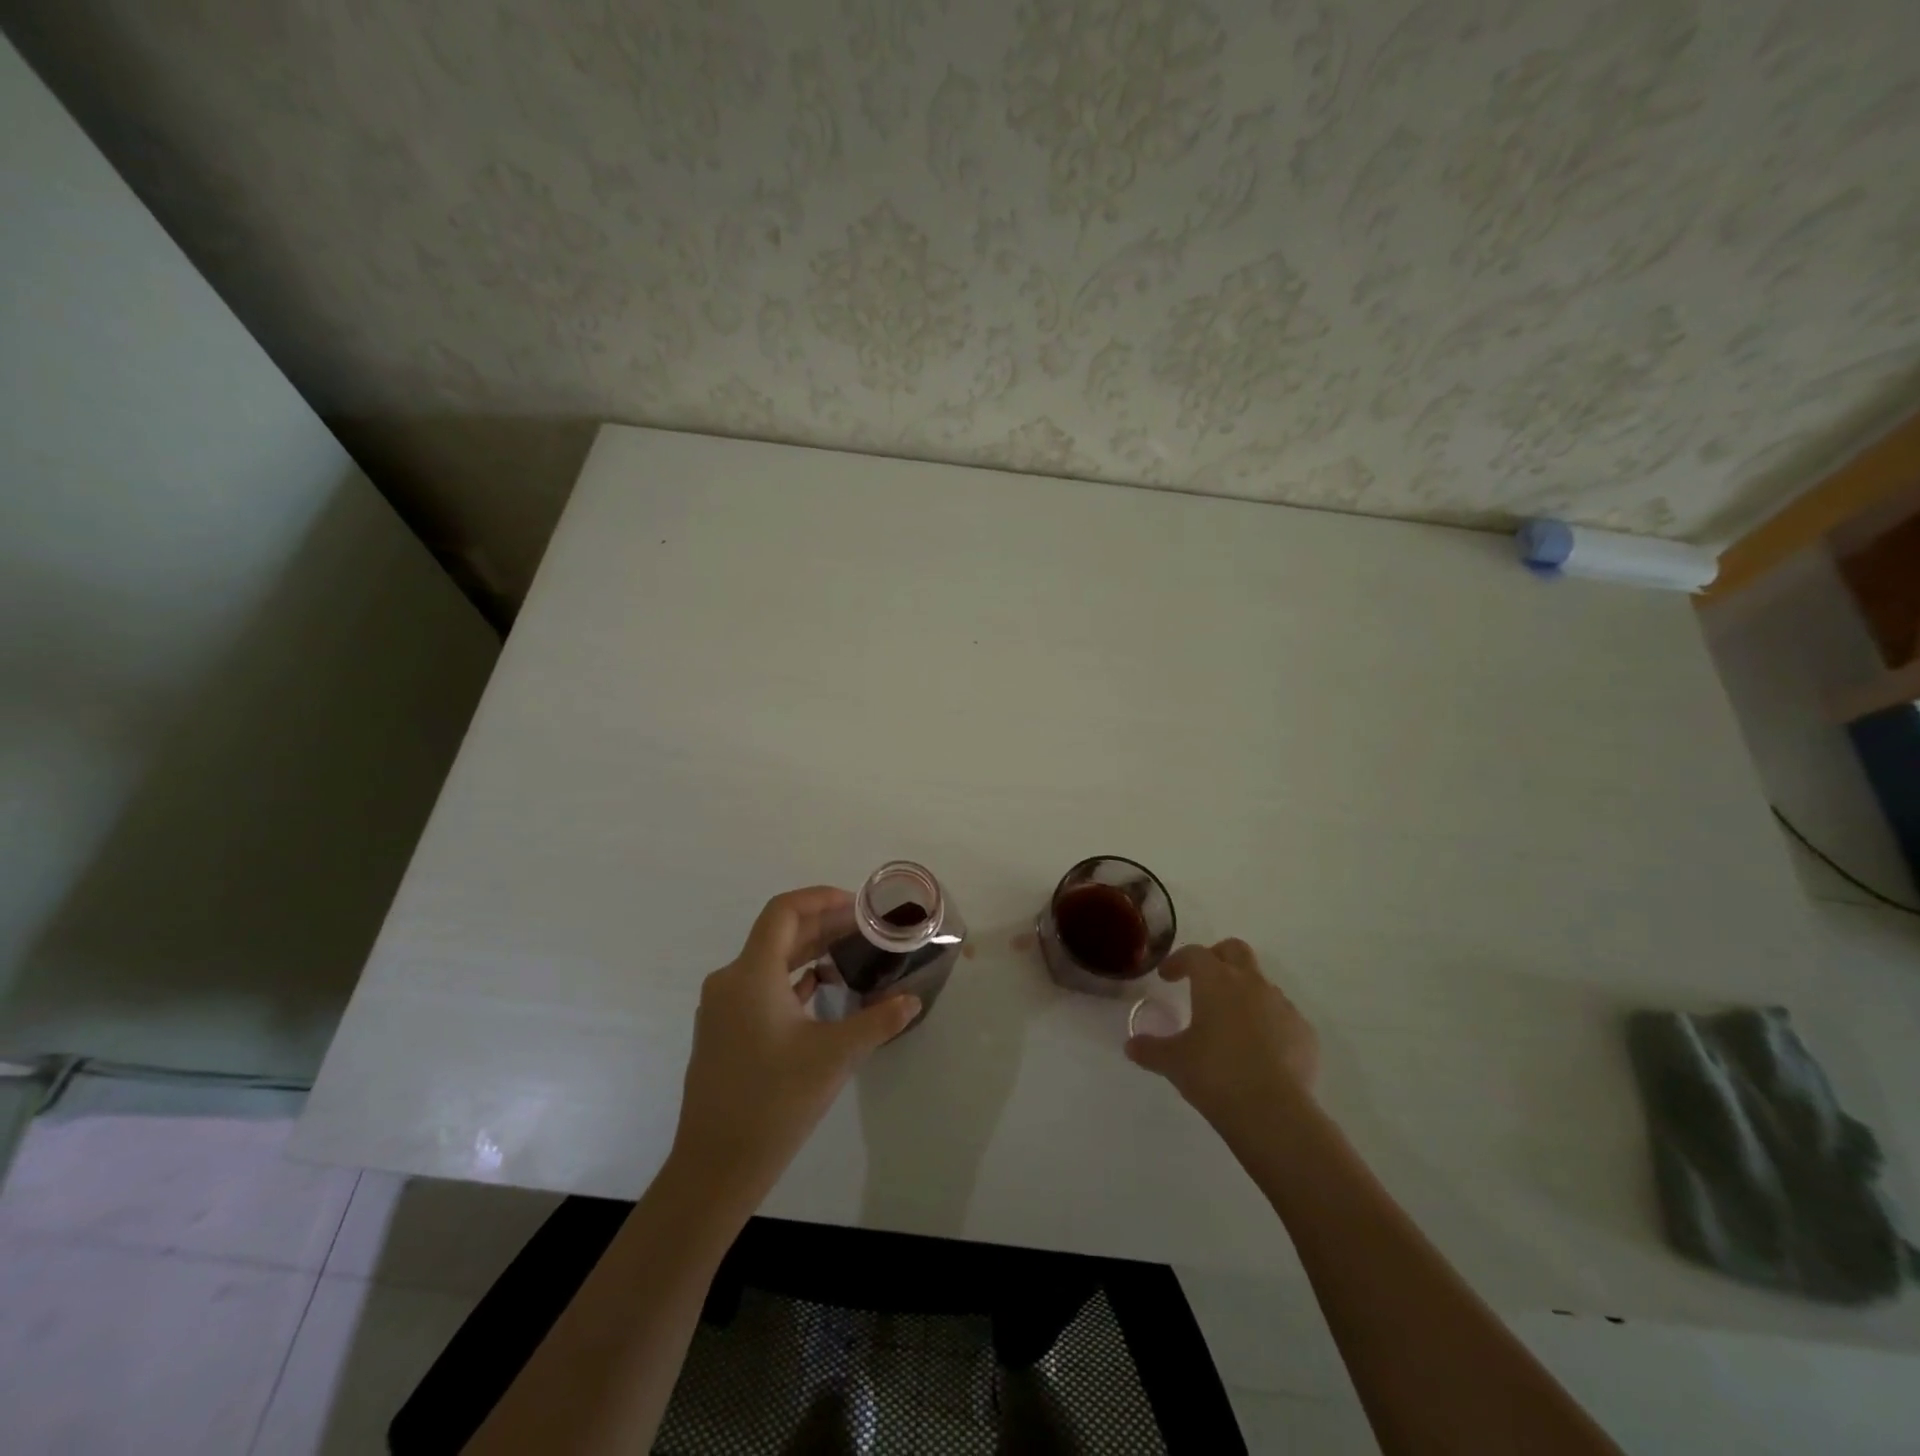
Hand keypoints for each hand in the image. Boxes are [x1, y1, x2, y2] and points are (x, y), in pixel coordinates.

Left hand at [667, 887, 919, 1213]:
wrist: (715, 1167)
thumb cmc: (775, 1102)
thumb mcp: (835, 1056)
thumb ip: (878, 1021)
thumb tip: (912, 1000)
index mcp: (751, 974)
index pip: (783, 912)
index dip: (820, 898)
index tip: (857, 904)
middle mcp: (730, 981)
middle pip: (778, 934)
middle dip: (822, 925)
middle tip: (865, 927)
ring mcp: (722, 1008)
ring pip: (769, 961)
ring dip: (808, 951)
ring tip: (849, 953)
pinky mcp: (723, 1031)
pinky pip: (760, 987)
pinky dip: (791, 979)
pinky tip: (820, 989)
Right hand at [1124, 939, 1319, 1136]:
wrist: (1274, 1113)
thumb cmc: (1215, 1074)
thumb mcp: (1173, 1062)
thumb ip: (1150, 1049)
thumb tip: (1131, 1046)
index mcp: (1216, 981)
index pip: (1194, 954)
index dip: (1178, 961)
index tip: (1167, 977)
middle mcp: (1251, 983)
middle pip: (1235, 950)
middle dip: (1217, 957)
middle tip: (1203, 980)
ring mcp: (1282, 1006)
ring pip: (1261, 984)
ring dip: (1244, 992)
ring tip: (1230, 1022)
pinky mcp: (1304, 1033)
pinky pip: (1283, 1016)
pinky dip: (1269, 1023)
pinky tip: (1259, 1050)